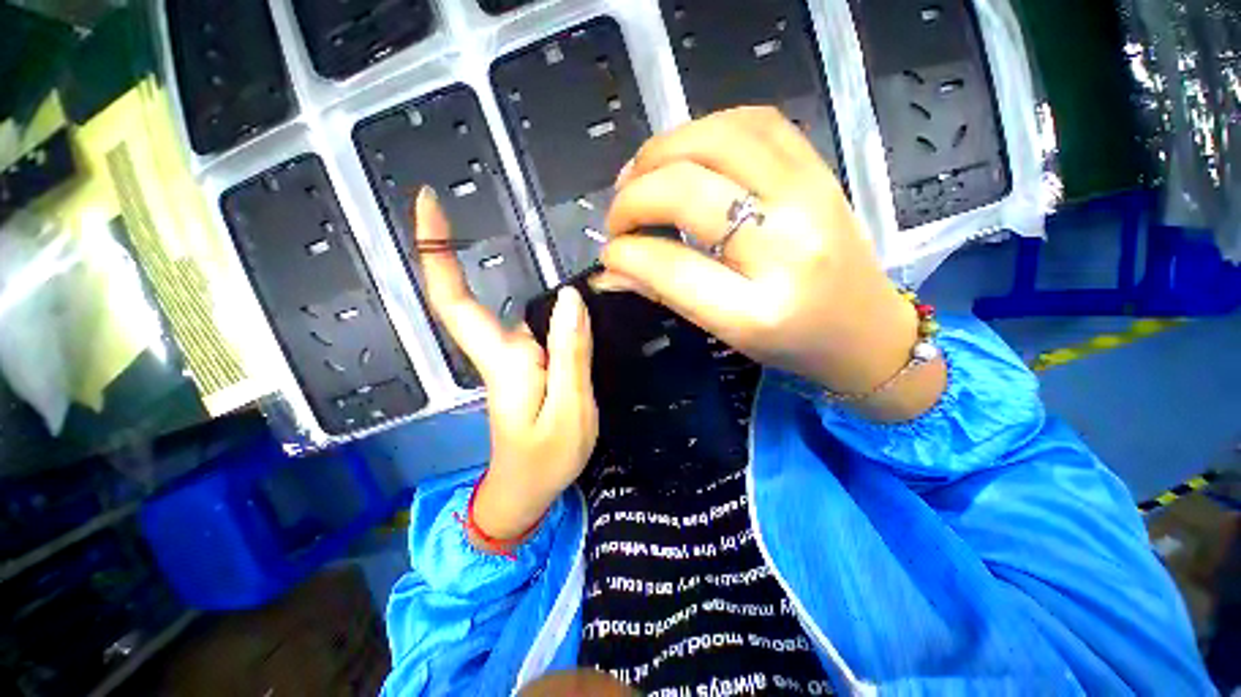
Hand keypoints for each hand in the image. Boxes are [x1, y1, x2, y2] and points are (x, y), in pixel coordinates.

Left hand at [414, 188, 597, 549]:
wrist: (528, 492)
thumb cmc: (546, 460)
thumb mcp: (570, 410)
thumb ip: (571, 355)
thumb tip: (570, 298)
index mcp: (503, 362)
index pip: (455, 303)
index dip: (437, 254)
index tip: (428, 204)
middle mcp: (500, 354)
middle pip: (476, 300)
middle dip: (461, 252)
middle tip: (483, 204)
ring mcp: (512, 362)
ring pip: (513, 312)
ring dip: (519, 278)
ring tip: (554, 249)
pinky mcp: (527, 369)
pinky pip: (534, 328)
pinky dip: (547, 308)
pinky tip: (573, 301)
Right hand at [596, 107, 944, 421]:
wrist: (866, 329)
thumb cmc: (794, 345)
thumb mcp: (725, 332)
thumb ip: (665, 294)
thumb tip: (610, 271)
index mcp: (758, 311)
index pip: (671, 266)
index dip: (626, 252)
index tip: (609, 253)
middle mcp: (787, 247)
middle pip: (689, 191)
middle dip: (634, 197)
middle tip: (618, 216)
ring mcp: (810, 197)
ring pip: (717, 140)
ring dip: (661, 152)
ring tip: (639, 177)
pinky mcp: (819, 170)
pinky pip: (754, 122)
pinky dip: (704, 129)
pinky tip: (685, 154)